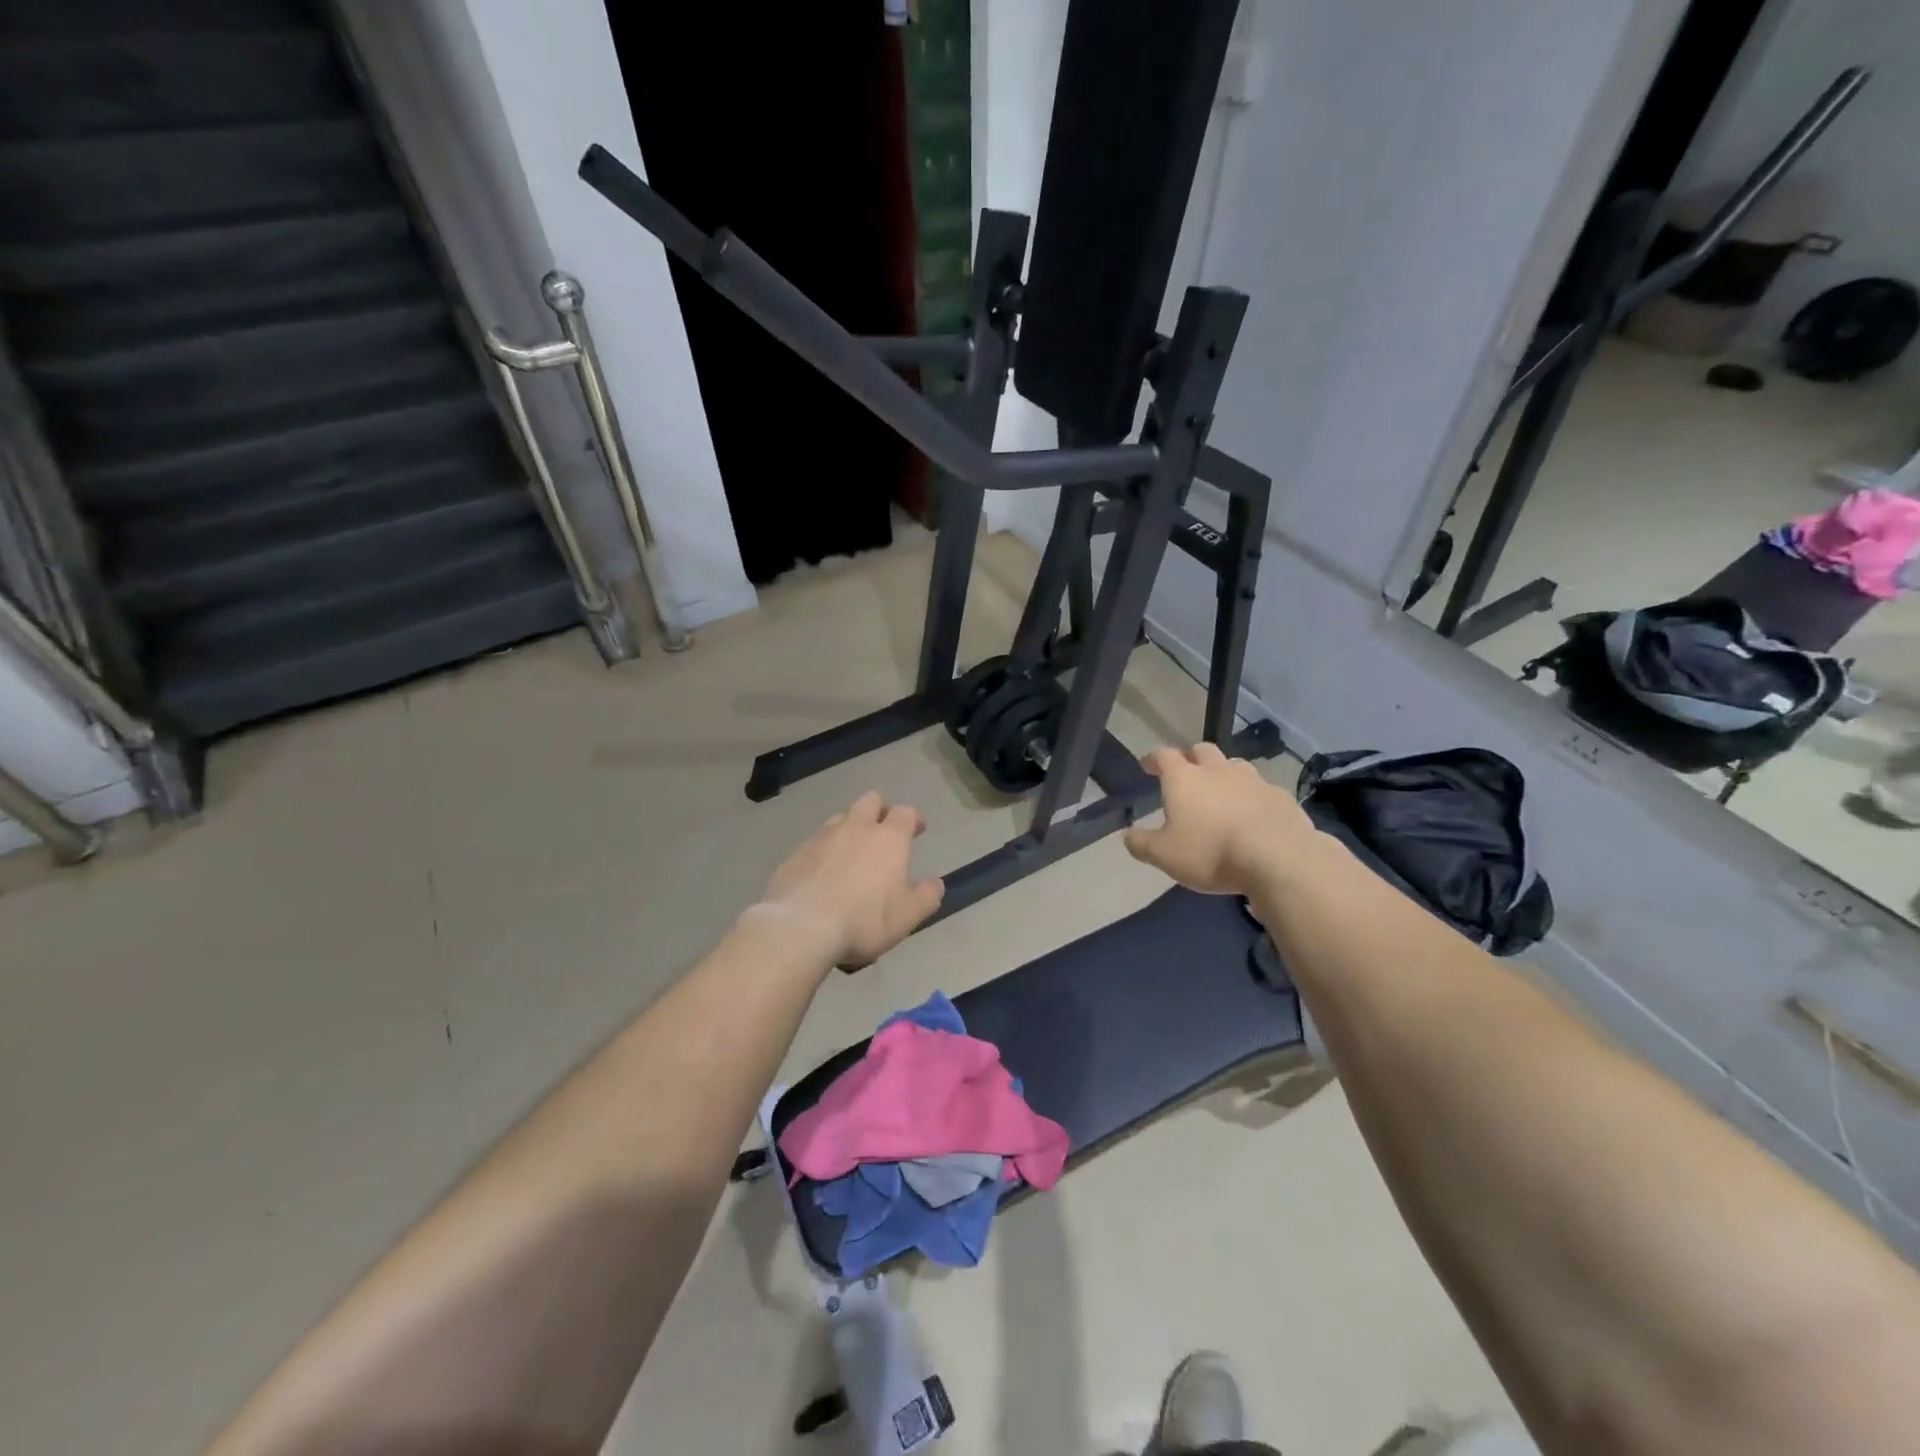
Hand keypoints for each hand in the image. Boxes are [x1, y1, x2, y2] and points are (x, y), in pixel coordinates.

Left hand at [754, 792, 944, 969]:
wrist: (801, 927)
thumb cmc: (864, 919)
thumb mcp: (907, 916)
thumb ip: (926, 897)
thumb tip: (935, 884)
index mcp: (888, 838)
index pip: (905, 812)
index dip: (913, 818)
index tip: (917, 829)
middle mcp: (855, 827)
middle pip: (870, 801)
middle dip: (879, 810)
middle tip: (883, 831)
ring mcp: (822, 837)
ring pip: (840, 819)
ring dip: (850, 829)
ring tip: (851, 853)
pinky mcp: (796, 853)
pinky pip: (815, 843)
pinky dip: (824, 852)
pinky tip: (823, 874)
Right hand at [1124, 743, 1313, 894]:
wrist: (1277, 857)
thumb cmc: (1211, 852)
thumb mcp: (1164, 855)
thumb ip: (1142, 844)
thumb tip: (1127, 835)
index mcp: (1184, 779)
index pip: (1164, 755)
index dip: (1153, 758)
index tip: (1147, 765)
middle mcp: (1217, 770)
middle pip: (1201, 751)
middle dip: (1191, 758)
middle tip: (1186, 774)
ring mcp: (1252, 780)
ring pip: (1234, 764)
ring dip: (1223, 772)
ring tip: (1220, 791)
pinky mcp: (1280, 795)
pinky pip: (1261, 788)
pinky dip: (1252, 795)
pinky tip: (1252, 813)